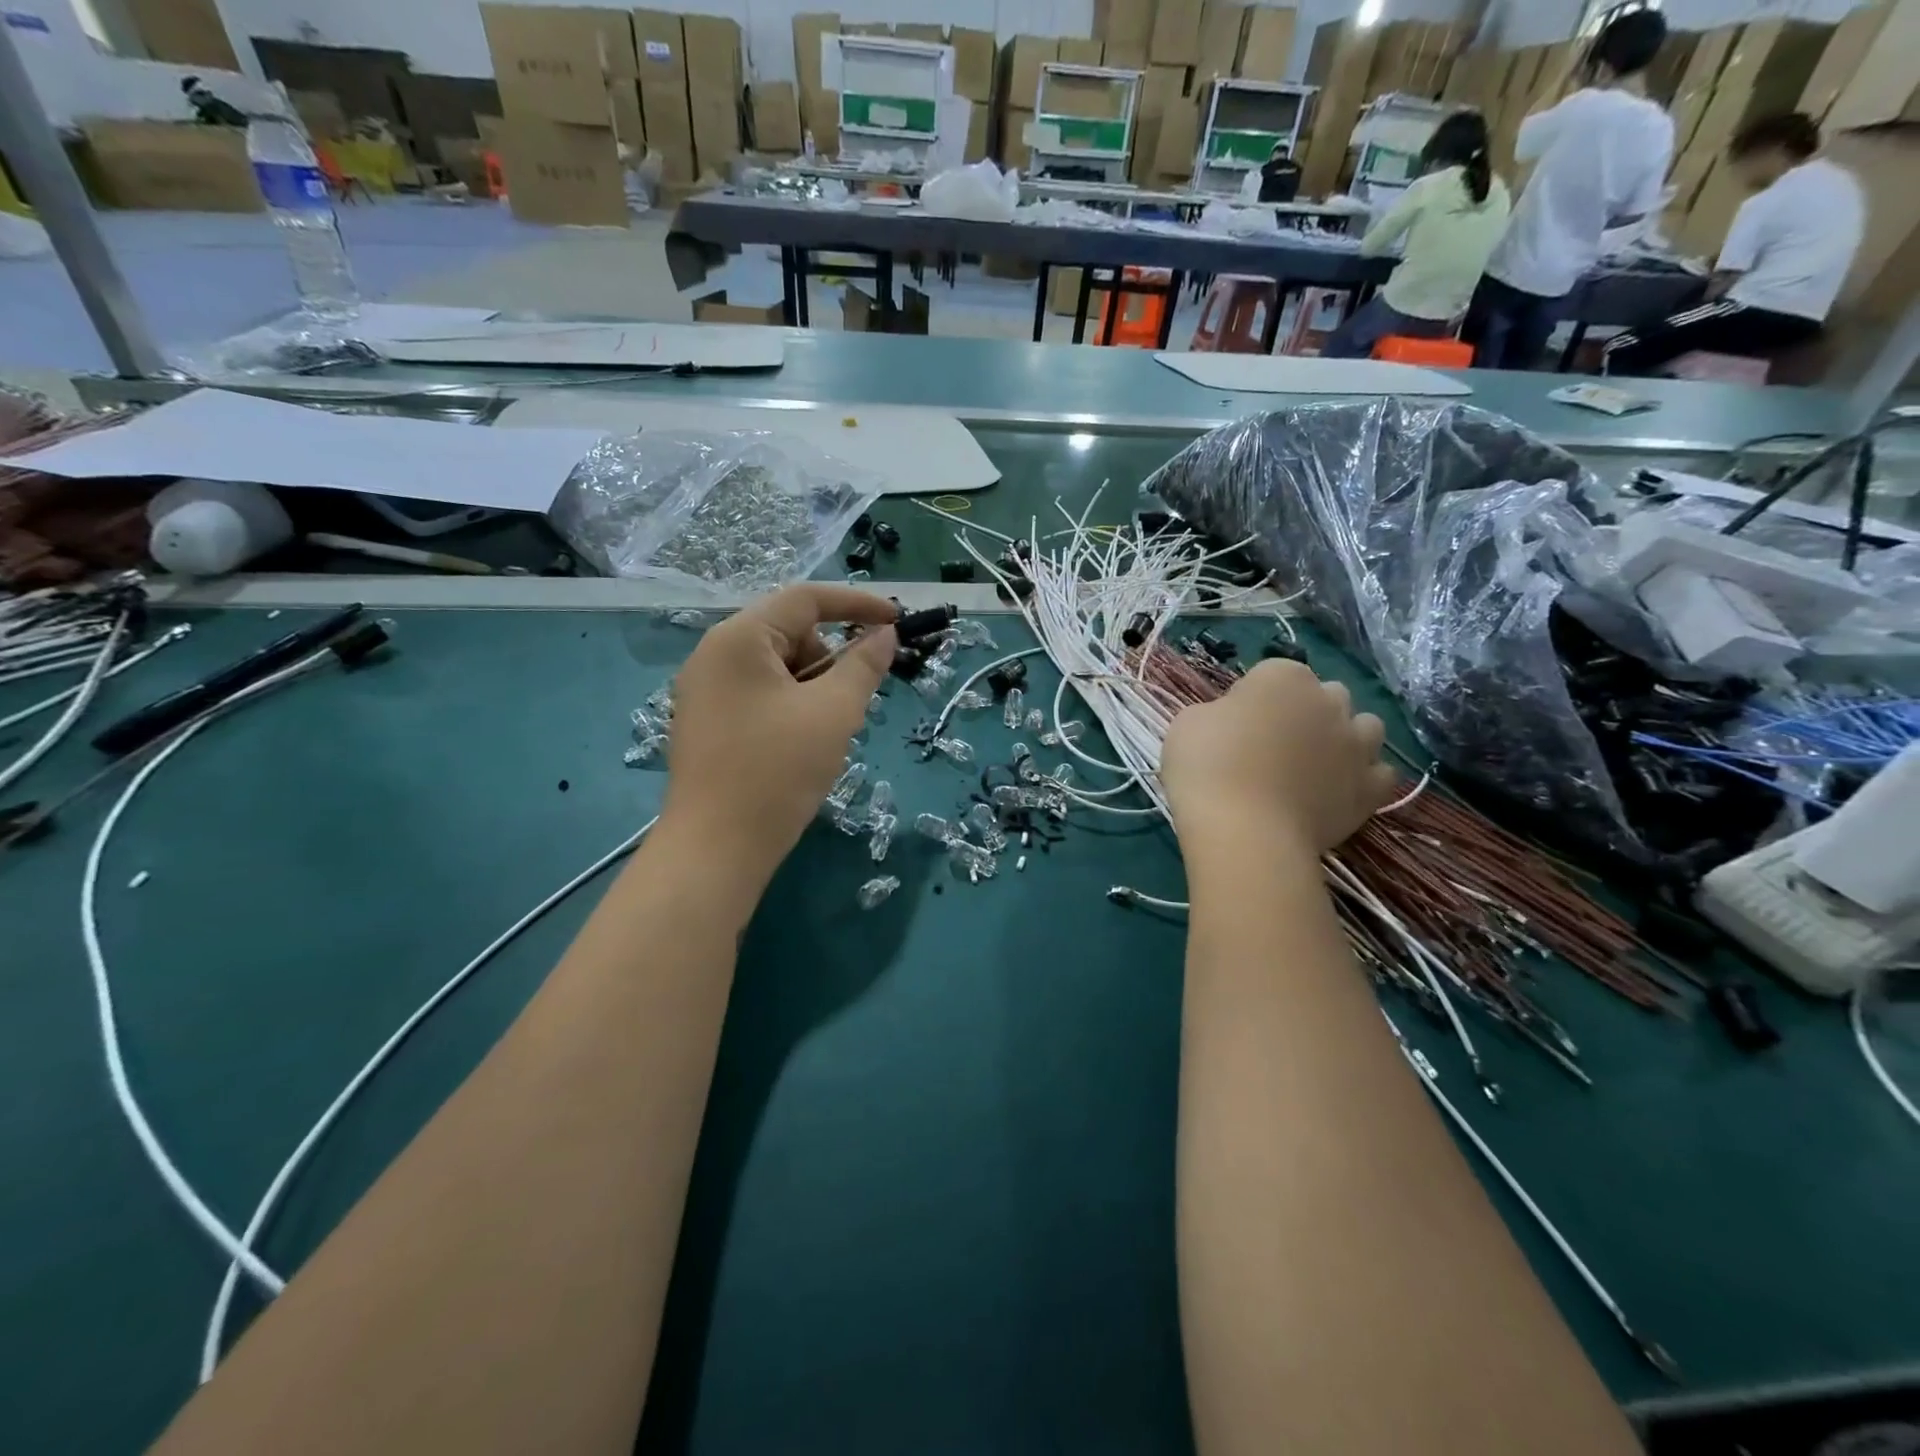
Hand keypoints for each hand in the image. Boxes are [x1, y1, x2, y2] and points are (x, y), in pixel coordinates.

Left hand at [662, 585, 896, 889]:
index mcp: (739, 638)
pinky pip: (760, 694)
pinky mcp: (706, 721)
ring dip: (813, 687)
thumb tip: (884, 634)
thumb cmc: (778, 772)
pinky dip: (791, 706)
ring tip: (826, 733)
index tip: (898, 621)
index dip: (857, 605)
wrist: (716, 849)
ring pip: (777, 668)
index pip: (806, 599)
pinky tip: (801, 745)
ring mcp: (705, 690)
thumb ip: (863, 665)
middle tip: (853, 701)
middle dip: (831, 658)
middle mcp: (714, 654)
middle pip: (789, 633)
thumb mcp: (833, 713)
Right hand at [1161, 659, 1396, 856]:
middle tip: (1272, 744)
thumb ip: (1219, 713)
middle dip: (1305, 712)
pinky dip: (1363, 778)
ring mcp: (1356, 746)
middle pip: (1324, 696)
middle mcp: (1329, 702)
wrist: (1244, 831)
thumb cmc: (1207, 768)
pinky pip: (1380, 773)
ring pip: (1365, 728)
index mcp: (1283, 678)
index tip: (1233, 724)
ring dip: (1344, 738)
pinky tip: (1338, 791)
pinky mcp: (1370, 788)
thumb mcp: (1188, 724)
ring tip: (1314, 765)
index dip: (1253, 698)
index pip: (1272, 674)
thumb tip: (1234, 723)